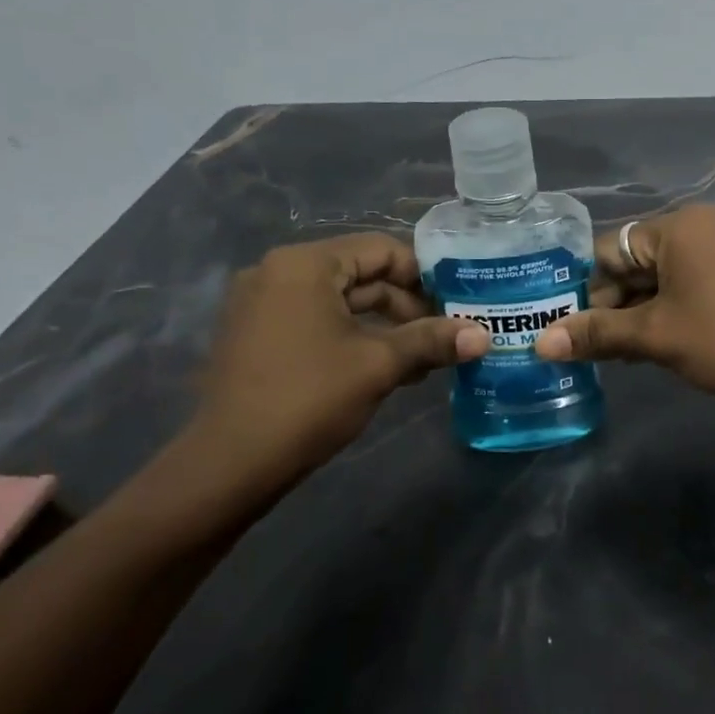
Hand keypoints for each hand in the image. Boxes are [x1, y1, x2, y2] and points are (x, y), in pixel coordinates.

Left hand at [182, 234, 488, 495]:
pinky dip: (353, 337)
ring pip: (340, 301)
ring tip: (422, 360)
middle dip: (407, 305)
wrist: (230, 464)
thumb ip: (432, 341)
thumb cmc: (308, 399)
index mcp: (305, 265)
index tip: (457, 305)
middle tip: (444, 336)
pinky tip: (383, 369)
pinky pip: (317, 321)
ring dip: (384, 326)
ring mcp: (262, 304)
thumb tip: (483, 335)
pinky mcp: (257, 335)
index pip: (381, 249)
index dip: (425, 275)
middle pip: (361, 274)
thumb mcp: (378, 365)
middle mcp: (278, 272)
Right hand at [535, 204, 714, 411]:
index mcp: (679, 225)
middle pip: (637, 260)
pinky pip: (693, 280)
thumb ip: (597, 334)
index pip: (609, 250)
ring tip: (622, 354)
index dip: (585, 291)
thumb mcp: (656, 336)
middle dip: (614, 305)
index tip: (571, 330)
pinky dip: (671, 307)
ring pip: (665, 274)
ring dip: (640, 310)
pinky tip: (659, 342)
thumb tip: (540, 344)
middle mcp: (704, 222)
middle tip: (595, 349)